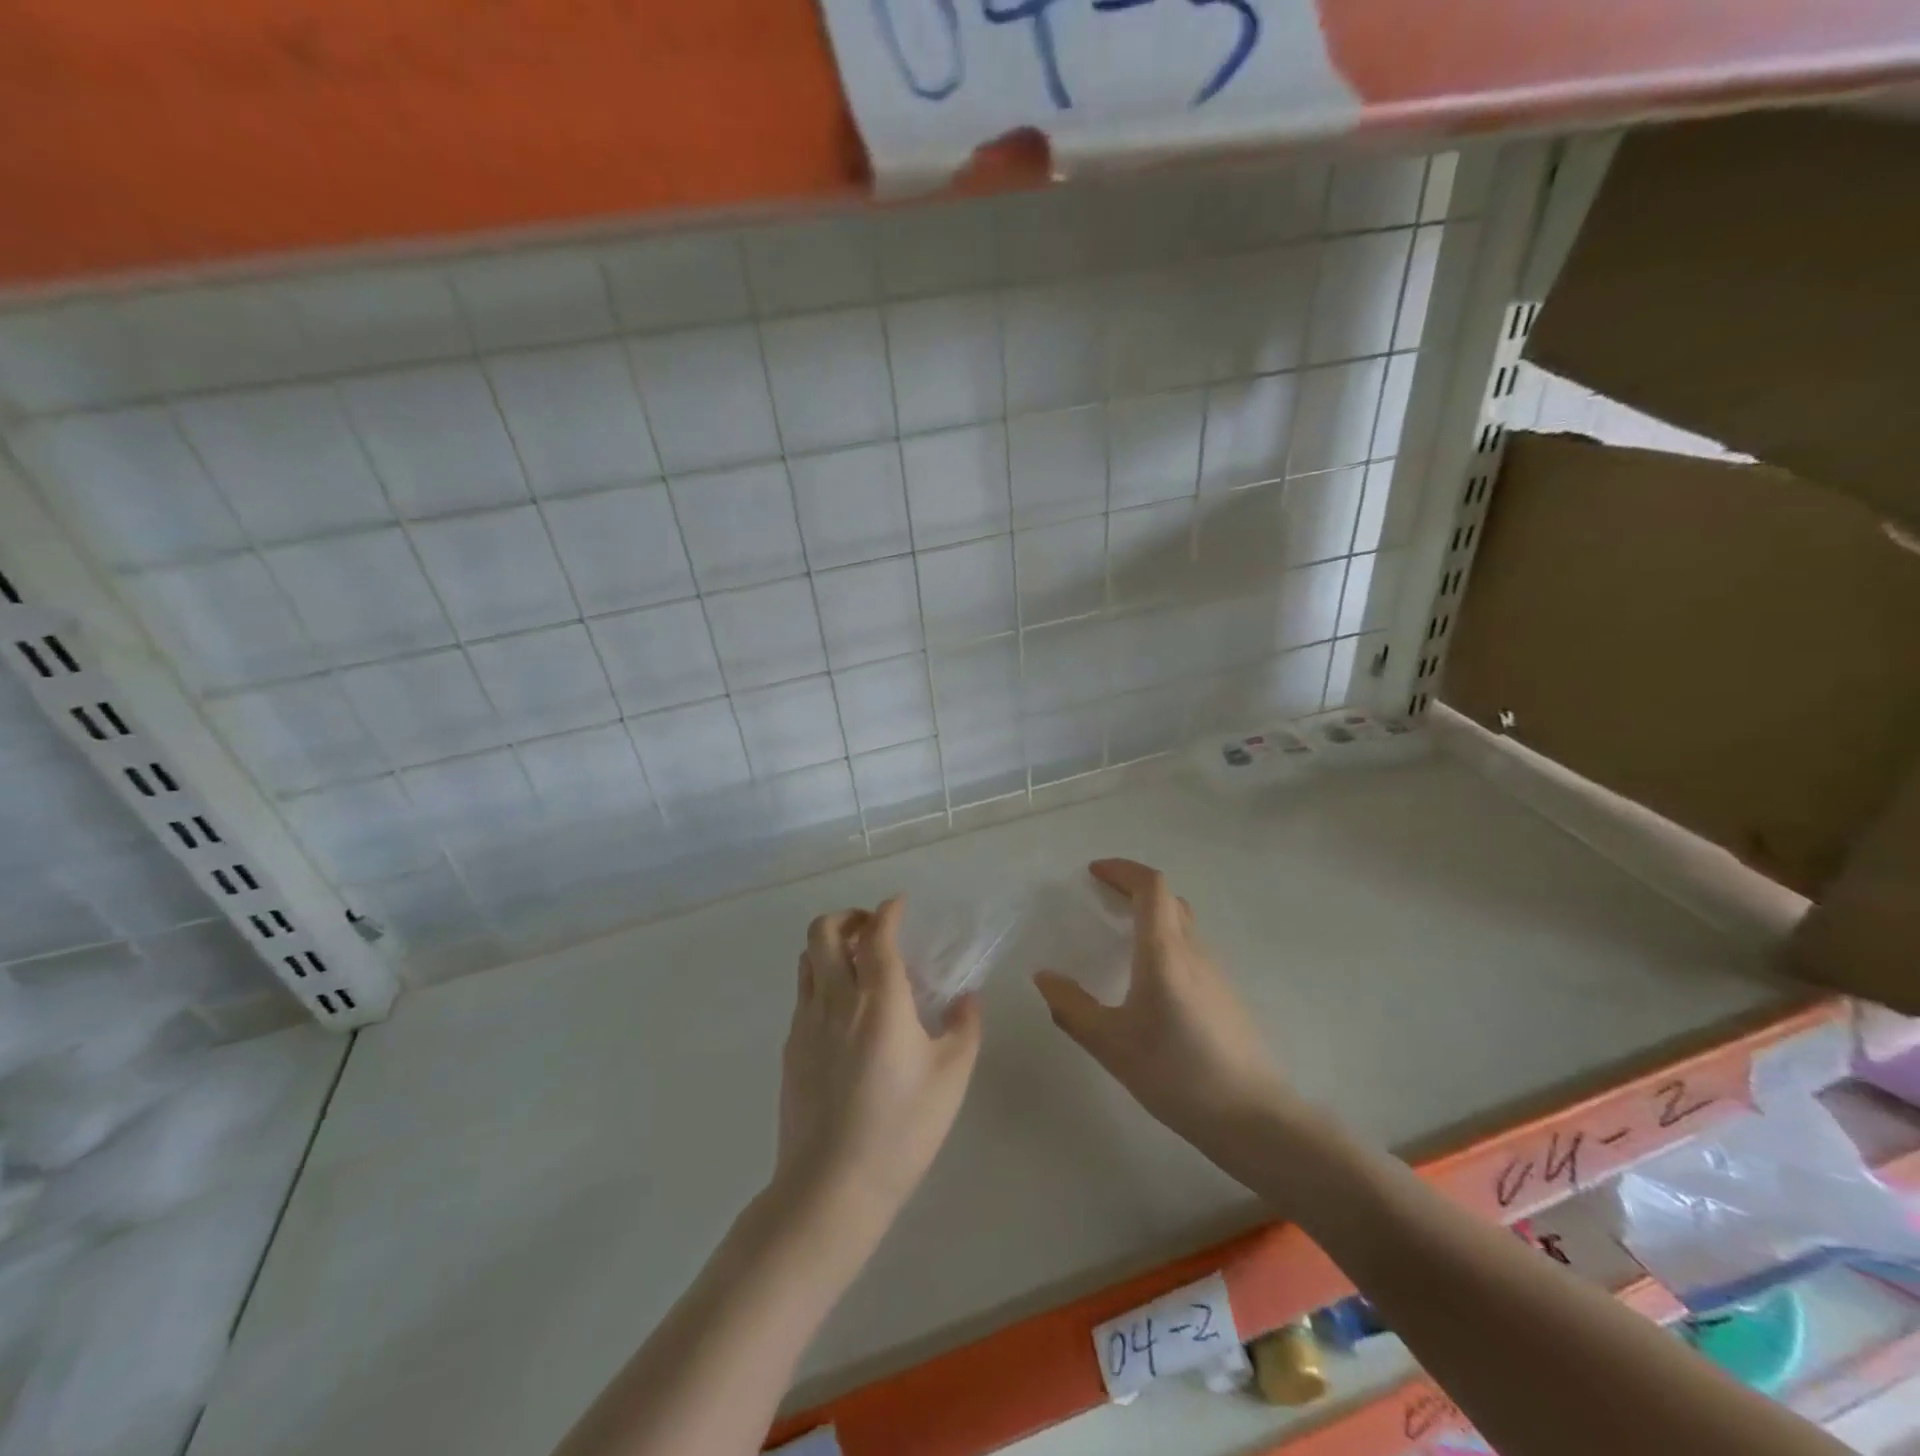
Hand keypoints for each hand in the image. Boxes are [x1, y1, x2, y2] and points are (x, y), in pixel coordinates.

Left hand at [774, 897, 981, 1237]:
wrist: (831, 1187)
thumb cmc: (901, 1129)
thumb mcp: (950, 1078)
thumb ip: (964, 1028)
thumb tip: (967, 998)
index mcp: (878, 999)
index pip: (876, 934)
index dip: (888, 911)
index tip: (900, 905)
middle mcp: (835, 998)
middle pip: (823, 931)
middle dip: (848, 917)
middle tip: (873, 930)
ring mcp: (806, 1022)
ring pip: (806, 959)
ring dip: (829, 946)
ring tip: (857, 965)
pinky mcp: (791, 1048)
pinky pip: (803, 994)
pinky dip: (822, 981)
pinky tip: (846, 1014)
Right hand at [1033, 860, 1297, 1163]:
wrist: (1253, 1118)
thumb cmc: (1177, 1075)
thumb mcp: (1111, 1045)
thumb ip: (1072, 1008)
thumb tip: (1044, 977)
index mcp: (1165, 952)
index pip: (1151, 886)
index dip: (1122, 870)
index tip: (1093, 872)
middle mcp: (1193, 952)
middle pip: (1168, 899)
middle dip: (1133, 887)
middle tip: (1101, 897)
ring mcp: (1215, 973)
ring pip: (1181, 924)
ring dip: (1150, 914)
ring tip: (1118, 933)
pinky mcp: (1224, 996)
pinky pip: (1190, 949)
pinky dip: (1164, 940)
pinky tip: (1147, 977)